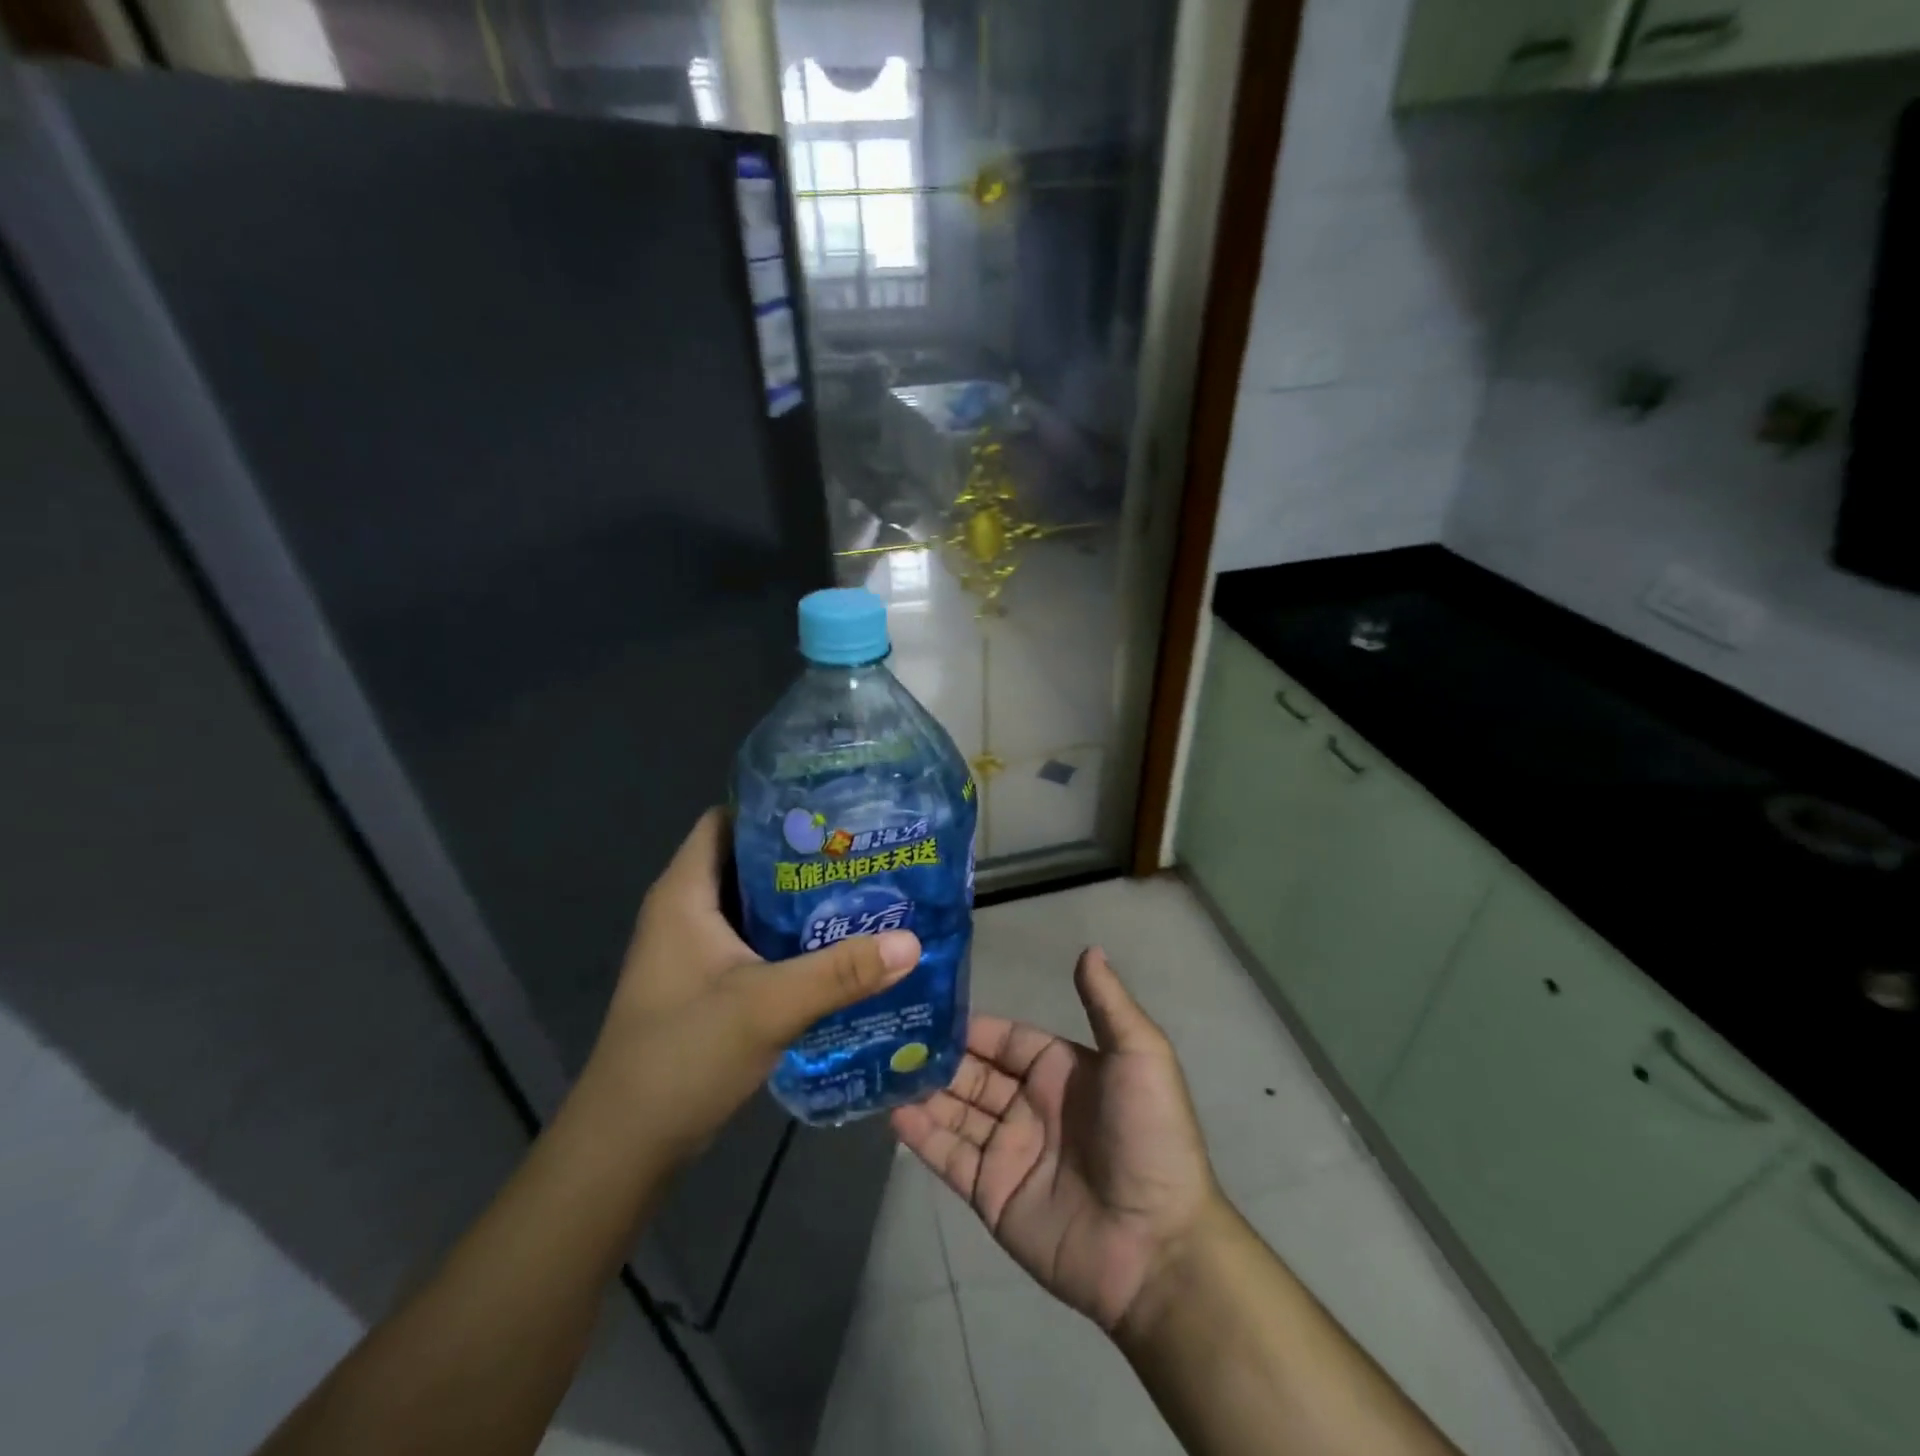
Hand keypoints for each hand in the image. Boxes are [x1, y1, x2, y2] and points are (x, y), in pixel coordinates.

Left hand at [584, 809, 920, 1163]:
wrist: (627, 1147)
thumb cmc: (682, 1057)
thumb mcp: (767, 1007)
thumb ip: (840, 972)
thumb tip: (911, 942)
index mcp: (684, 894)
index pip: (726, 820)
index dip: (773, 807)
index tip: (831, 809)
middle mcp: (686, 911)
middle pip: (747, 860)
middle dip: (801, 853)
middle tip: (862, 849)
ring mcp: (695, 950)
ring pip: (754, 904)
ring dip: (800, 898)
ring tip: (862, 888)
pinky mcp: (708, 983)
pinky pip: (756, 941)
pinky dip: (792, 936)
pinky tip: (838, 945)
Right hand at [892, 948, 1220, 1332]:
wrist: (1156, 1247)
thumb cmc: (1148, 1138)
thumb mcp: (1140, 1057)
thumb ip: (1107, 1004)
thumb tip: (1088, 949)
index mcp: (1060, 1070)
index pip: (1005, 1038)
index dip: (971, 1026)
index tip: (927, 1006)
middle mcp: (1030, 1105)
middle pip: (973, 1072)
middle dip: (937, 1056)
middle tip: (888, 1036)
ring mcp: (1009, 1151)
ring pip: (955, 1111)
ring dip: (922, 1091)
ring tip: (878, 1068)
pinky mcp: (991, 1194)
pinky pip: (949, 1157)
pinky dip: (921, 1137)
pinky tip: (891, 1113)